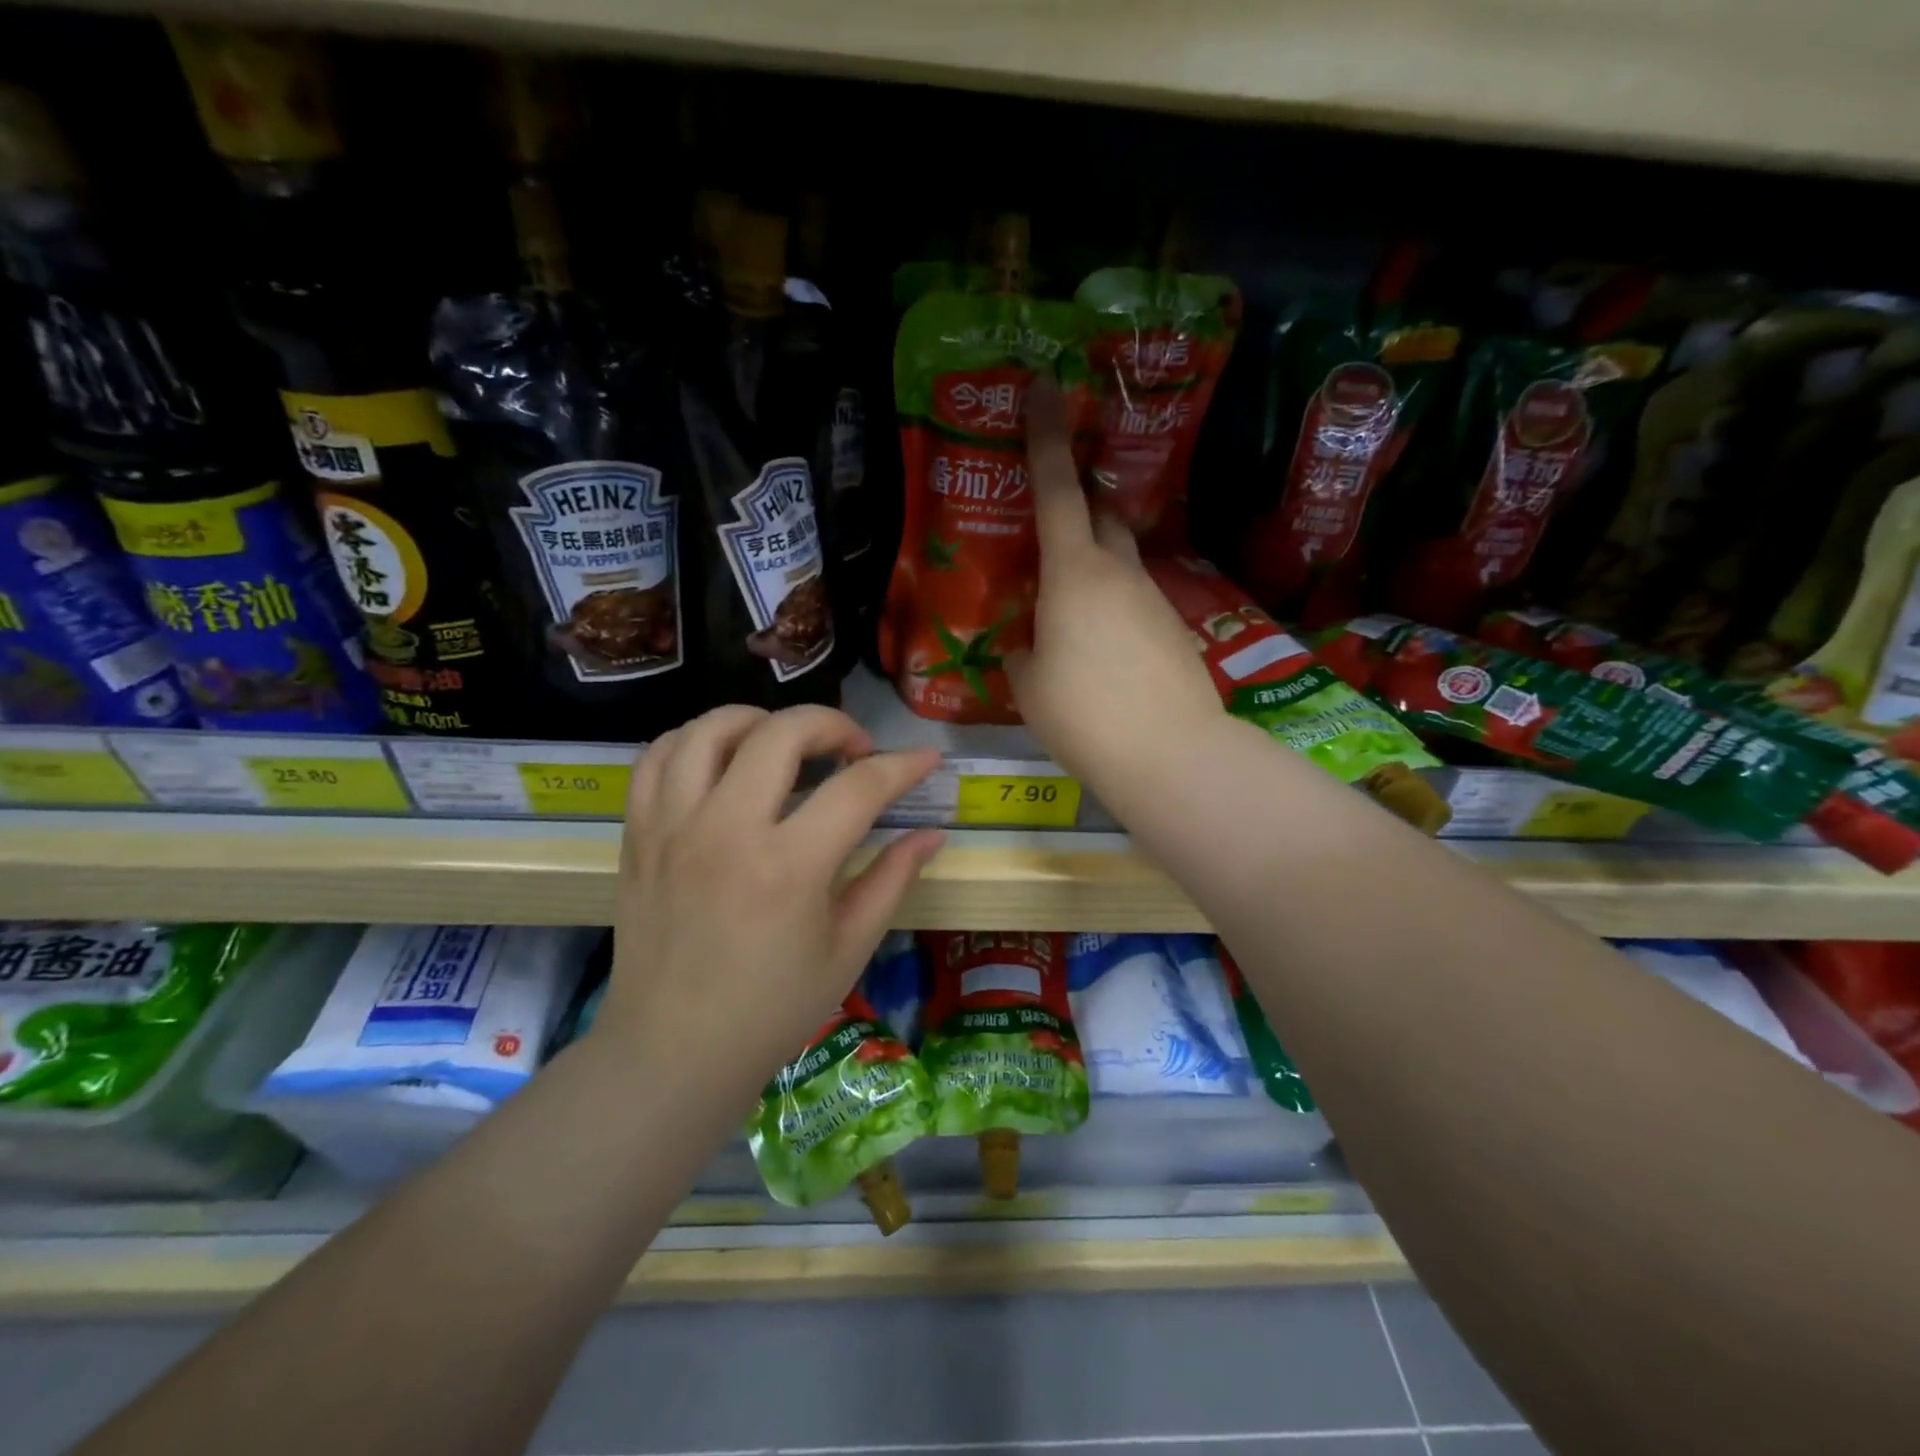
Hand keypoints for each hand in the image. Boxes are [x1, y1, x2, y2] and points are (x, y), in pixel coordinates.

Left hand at [597, 705, 943, 1086]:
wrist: (673, 1051)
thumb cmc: (772, 1009)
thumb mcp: (849, 949)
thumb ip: (892, 880)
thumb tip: (932, 834)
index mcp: (789, 867)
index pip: (858, 787)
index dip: (902, 766)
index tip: (924, 759)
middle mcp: (726, 830)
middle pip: (782, 732)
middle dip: (832, 724)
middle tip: (853, 752)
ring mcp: (673, 826)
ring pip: (711, 729)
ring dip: (760, 721)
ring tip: (785, 744)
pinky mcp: (639, 834)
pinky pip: (657, 758)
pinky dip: (693, 741)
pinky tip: (722, 761)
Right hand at [1005, 377, 1224, 790]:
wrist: (1169, 753)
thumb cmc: (1083, 713)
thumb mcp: (1030, 684)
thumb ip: (1024, 652)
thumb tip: (1031, 644)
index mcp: (1073, 573)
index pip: (1054, 489)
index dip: (1046, 434)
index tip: (1044, 385)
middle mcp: (1118, 572)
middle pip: (1100, 512)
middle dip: (1078, 498)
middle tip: (1054, 507)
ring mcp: (1153, 598)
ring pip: (1119, 558)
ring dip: (1094, 561)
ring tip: (1067, 603)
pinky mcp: (1174, 629)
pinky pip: (1134, 599)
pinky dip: (1112, 604)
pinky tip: (1100, 645)